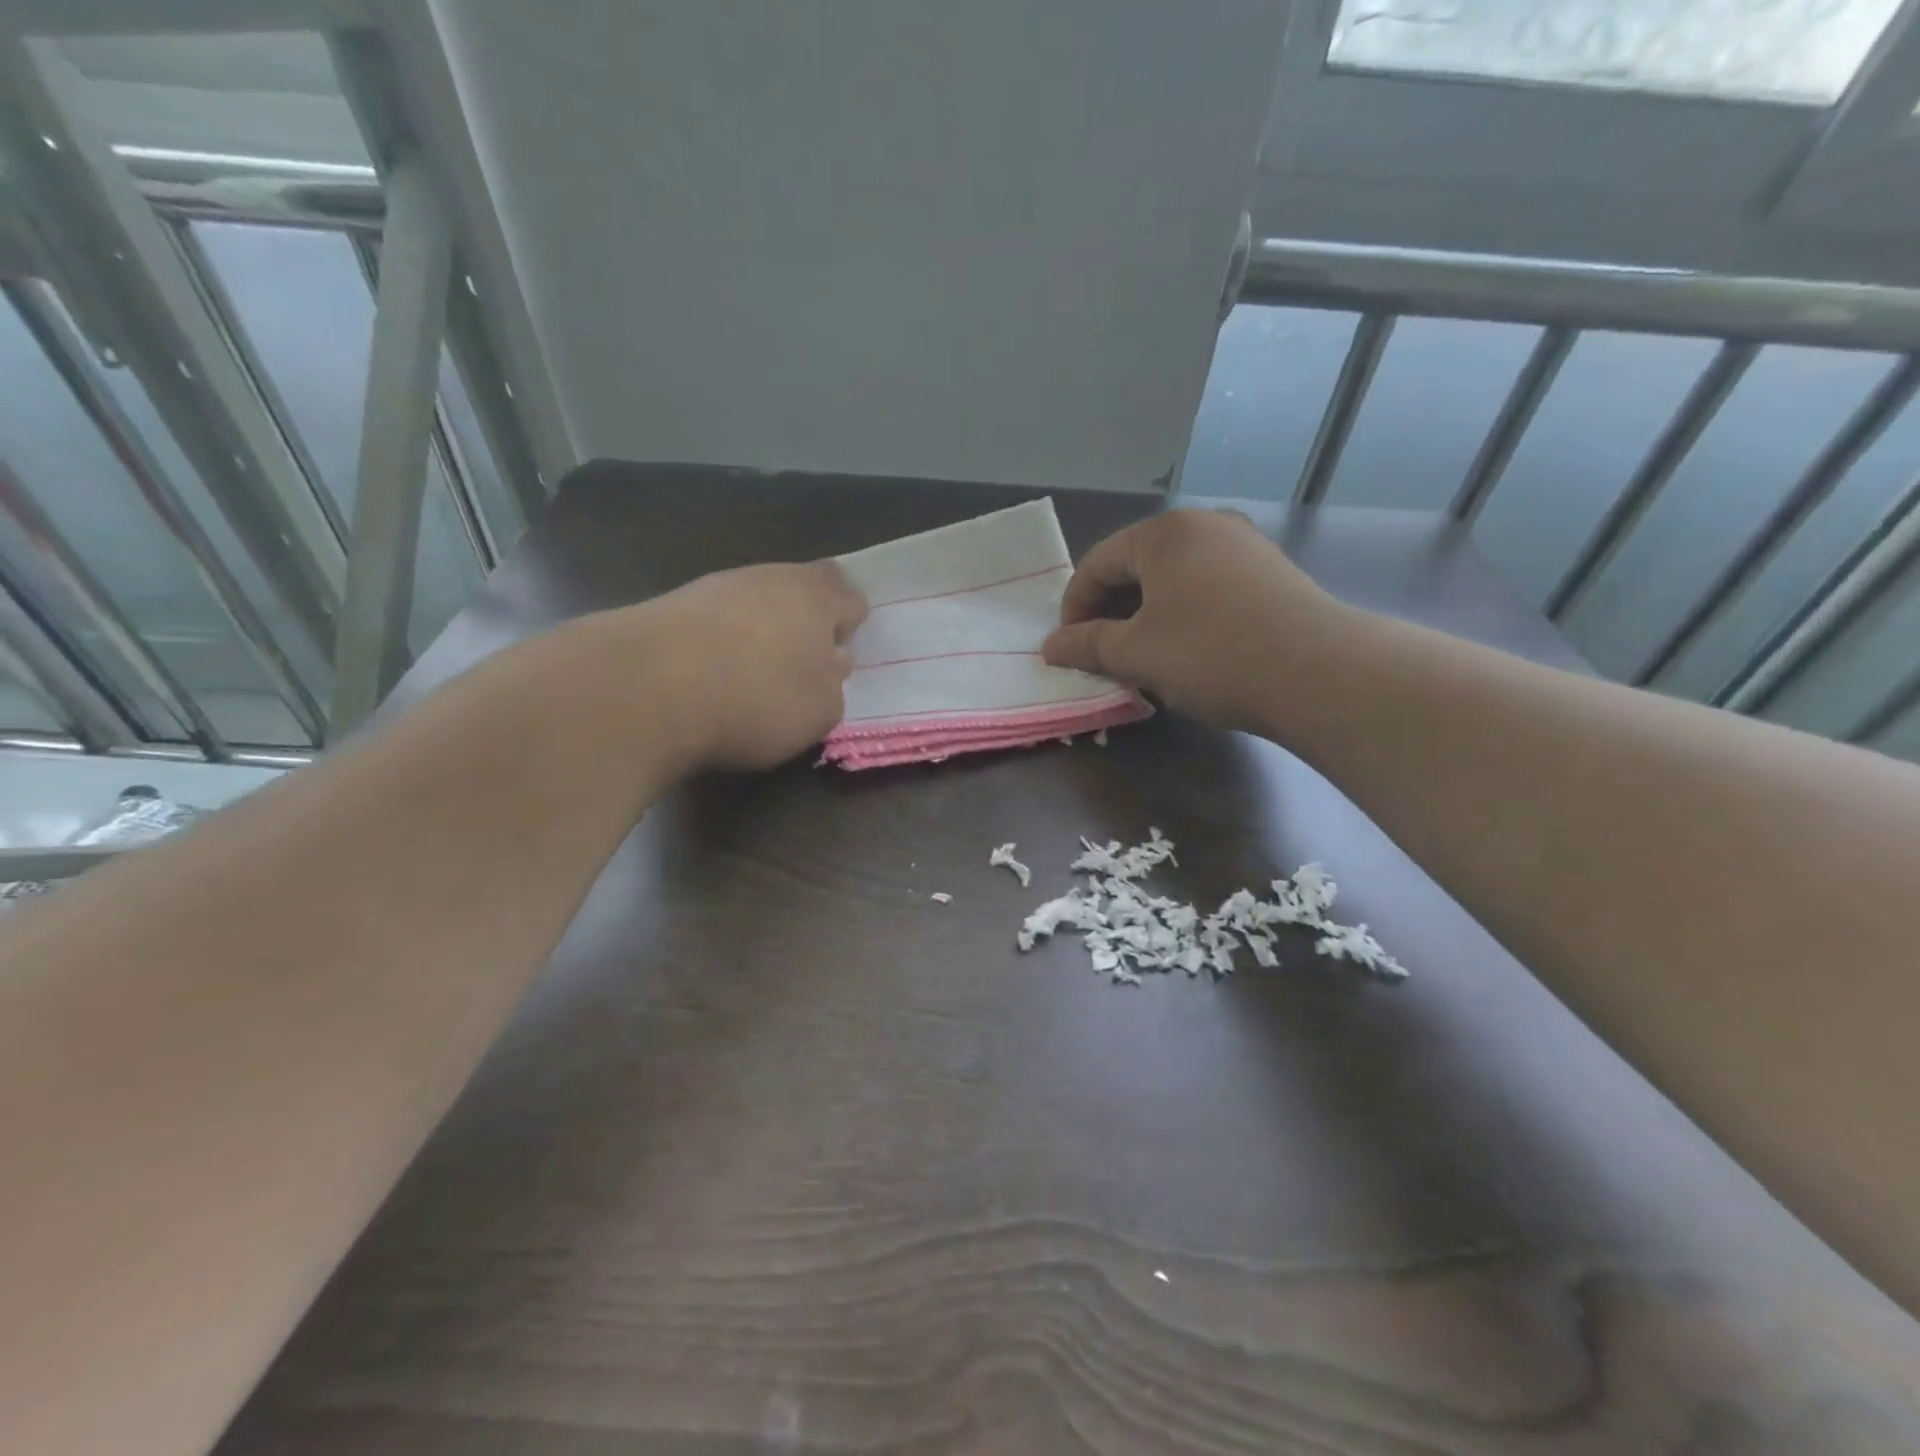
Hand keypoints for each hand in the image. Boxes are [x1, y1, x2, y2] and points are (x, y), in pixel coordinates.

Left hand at [626, 561, 867, 769]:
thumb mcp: (819, 712)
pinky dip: (722, 639)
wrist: (645, 689)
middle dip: (807, 615)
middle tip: (805, 655)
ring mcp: (715, 587)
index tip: (843, 650)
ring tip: (756, 669)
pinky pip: (715, 618)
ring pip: (755, 599)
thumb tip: (828, 666)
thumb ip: (832, 686)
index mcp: (815, 598)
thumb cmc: (755, 699)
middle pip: (799, 586)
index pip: (849, 597)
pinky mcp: (671, 605)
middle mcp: (768, 578)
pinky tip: (715, 671)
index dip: (851, 622)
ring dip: (762, 627)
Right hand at [1041, 510, 1341, 732]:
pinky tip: (1189, 652)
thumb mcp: (1136, 653)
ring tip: (1143, 658)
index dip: (1074, 609)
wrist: (1318, 672)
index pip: (1096, 564)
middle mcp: (1204, 526)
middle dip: (1111, 613)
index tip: (1068, 650)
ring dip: (1146, 618)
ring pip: (1173, 580)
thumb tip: (1050, 647)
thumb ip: (1087, 645)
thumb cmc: (1210, 653)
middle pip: (1136, 567)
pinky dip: (1184, 616)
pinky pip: (1207, 589)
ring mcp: (1244, 546)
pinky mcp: (1271, 574)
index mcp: (1163, 533)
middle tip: (1102, 656)